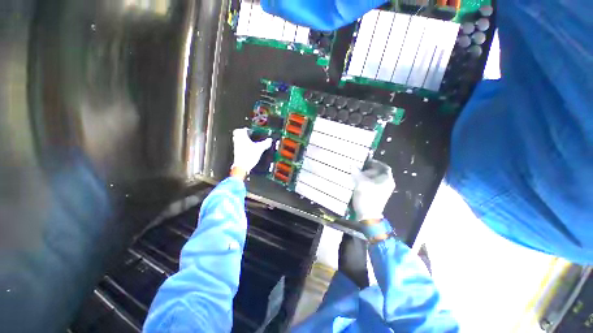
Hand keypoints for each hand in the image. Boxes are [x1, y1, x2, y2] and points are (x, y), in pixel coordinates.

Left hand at [231, 128, 271, 178]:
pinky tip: (250, 150)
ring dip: (244, 140)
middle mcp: (237, 141)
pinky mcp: (238, 153)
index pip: (241, 129)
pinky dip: (244, 147)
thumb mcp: (259, 148)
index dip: (246, 129)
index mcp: (242, 137)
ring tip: (251, 142)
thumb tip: (269, 140)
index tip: (250, 130)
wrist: (242, 167)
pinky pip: (240, 147)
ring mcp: (237, 148)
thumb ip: (265, 143)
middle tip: (249, 135)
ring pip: (239, 141)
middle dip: (244, 134)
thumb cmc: (248, 157)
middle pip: (238, 134)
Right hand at [352, 159, 394, 221]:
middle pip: (379, 173)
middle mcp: (387, 184)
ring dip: (366, 176)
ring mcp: (383, 190)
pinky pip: (373, 184)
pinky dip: (367, 181)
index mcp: (387, 180)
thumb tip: (352, 164)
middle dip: (369, 170)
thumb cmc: (366, 197)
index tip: (366, 161)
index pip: (384, 167)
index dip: (375, 163)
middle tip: (359, 169)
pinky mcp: (378, 194)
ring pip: (375, 179)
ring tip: (357, 175)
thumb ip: (356, 172)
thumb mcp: (360, 183)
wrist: (368, 215)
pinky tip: (358, 182)